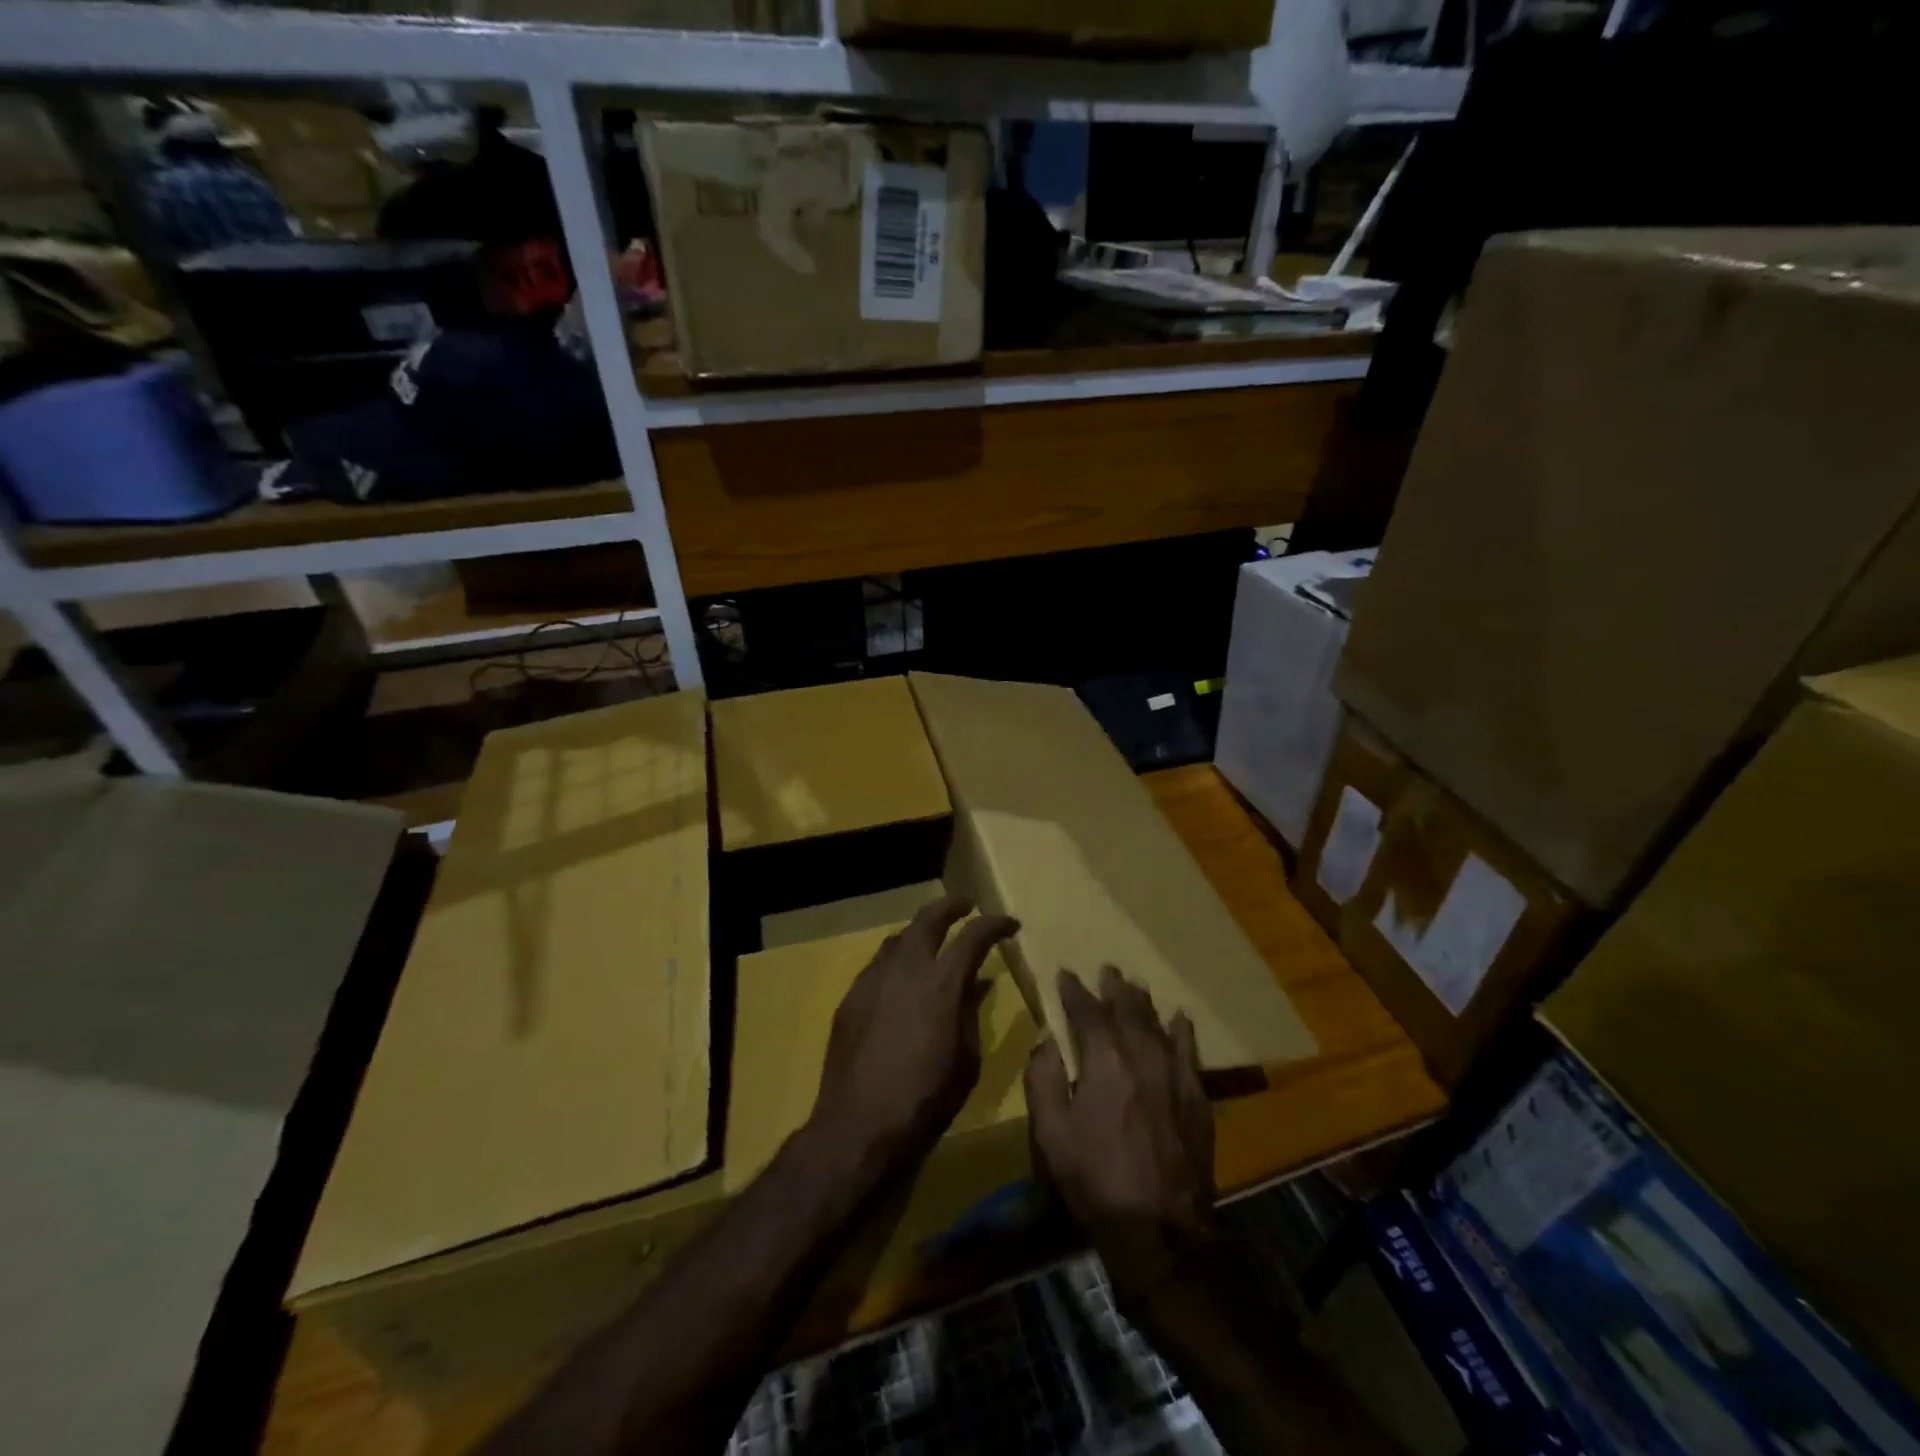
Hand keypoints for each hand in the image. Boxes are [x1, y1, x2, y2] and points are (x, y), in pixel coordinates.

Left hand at [807, 895, 1019, 1185]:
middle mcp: (906, 969)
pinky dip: (897, 958)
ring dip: (920, 932)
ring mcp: (873, 979)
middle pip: (929, 919)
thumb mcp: (966, 1060)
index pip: (973, 936)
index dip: (995, 925)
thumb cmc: (925, 1099)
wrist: (859, 1125)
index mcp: (942, 983)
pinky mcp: (851, 997)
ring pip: (899, 938)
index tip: (1010, 924)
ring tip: (932, 939)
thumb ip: (970, 1013)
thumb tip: (976, 984)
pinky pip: (878, 964)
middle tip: (966, 905)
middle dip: (951, 906)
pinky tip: (901, 977)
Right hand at [1025, 967, 1217, 1301]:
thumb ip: (1043, 1079)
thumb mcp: (1050, 1133)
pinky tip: (1180, 1019)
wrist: (1159, 1229)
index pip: (1086, 1012)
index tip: (1065, 974)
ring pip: (1158, 1023)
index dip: (1074, 990)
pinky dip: (1182, 1030)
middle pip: (1128, 1009)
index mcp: (1103, 1060)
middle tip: (1107, 969)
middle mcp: (1141, 1056)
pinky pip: (1189, 1051)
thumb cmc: (1095, 1179)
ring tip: (1136, 985)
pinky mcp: (1196, 1097)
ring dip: (1144, 1002)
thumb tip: (1046, 1041)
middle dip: (1114, 987)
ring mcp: (1173, 1074)